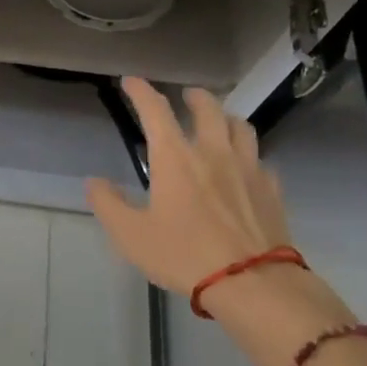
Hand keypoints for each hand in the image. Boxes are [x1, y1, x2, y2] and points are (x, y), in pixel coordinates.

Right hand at [86, 77, 354, 365]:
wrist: (253, 284)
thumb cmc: (184, 255)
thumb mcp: (130, 235)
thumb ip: (108, 204)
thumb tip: (94, 182)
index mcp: (175, 157)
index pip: (155, 109)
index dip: (141, 90)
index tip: (131, 81)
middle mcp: (213, 152)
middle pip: (208, 107)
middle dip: (194, 96)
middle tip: (185, 96)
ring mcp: (248, 169)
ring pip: (241, 127)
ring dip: (226, 118)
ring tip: (219, 124)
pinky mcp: (272, 191)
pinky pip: (261, 161)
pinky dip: (250, 157)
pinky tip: (245, 170)